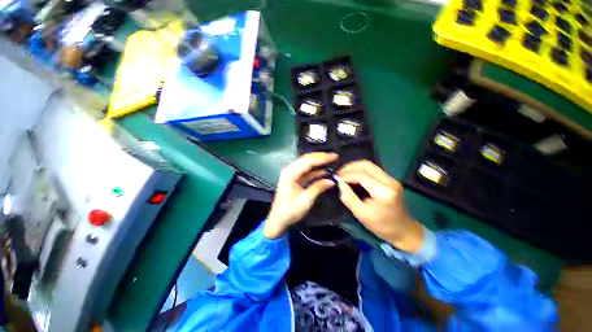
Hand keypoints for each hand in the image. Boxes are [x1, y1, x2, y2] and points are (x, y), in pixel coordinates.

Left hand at [264, 153, 337, 238]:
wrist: (278, 220)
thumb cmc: (290, 211)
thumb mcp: (306, 200)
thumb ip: (318, 187)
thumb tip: (332, 180)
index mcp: (290, 173)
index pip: (308, 161)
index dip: (322, 158)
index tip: (335, 156)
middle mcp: (290, 169)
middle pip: (307, 159)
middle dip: (321, 157)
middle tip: (335, 156)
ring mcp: (291, 173)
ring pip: (307, 163)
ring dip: (319, 161)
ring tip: (331, 160)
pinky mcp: (294, 177)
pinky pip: (306, 170)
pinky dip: (315, 169)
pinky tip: (324, 169)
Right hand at [336, 160, 423, 252]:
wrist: (403, 231)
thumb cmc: (381, 226)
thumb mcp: (361, 214)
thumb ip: (349, 198)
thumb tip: (340, 183)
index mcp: (384, 192)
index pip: (362, 176)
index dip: (347, 175)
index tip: (336, 179)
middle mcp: (390, 181)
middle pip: (367, 165)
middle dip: (350, 167)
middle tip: (339, 173)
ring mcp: (392, 179)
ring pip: (370, 165)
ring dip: (355, 167)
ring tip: (344, 174)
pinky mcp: (390, 180)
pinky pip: (373, 170)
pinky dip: (360, 170)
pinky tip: (353, 176)